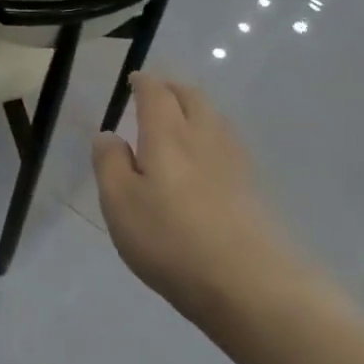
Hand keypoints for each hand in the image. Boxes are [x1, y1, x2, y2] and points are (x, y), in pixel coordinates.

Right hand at [92, 73, 306, 330]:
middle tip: (157, 93)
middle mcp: (205, 138)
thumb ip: (110, 164)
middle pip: (193, 98)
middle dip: (173, 90)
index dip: (144, 83)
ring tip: (180, 120)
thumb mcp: (120, 204)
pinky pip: (229, 144)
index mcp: (168, 135)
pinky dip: (212, 136)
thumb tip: (109, 135)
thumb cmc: (171, 240)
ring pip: (215, 119)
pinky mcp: (254, 188)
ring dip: (196, 110)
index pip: (156, 94)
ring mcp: (236, 162)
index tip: (135, 80)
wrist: (250, 284)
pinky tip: (207, 158)